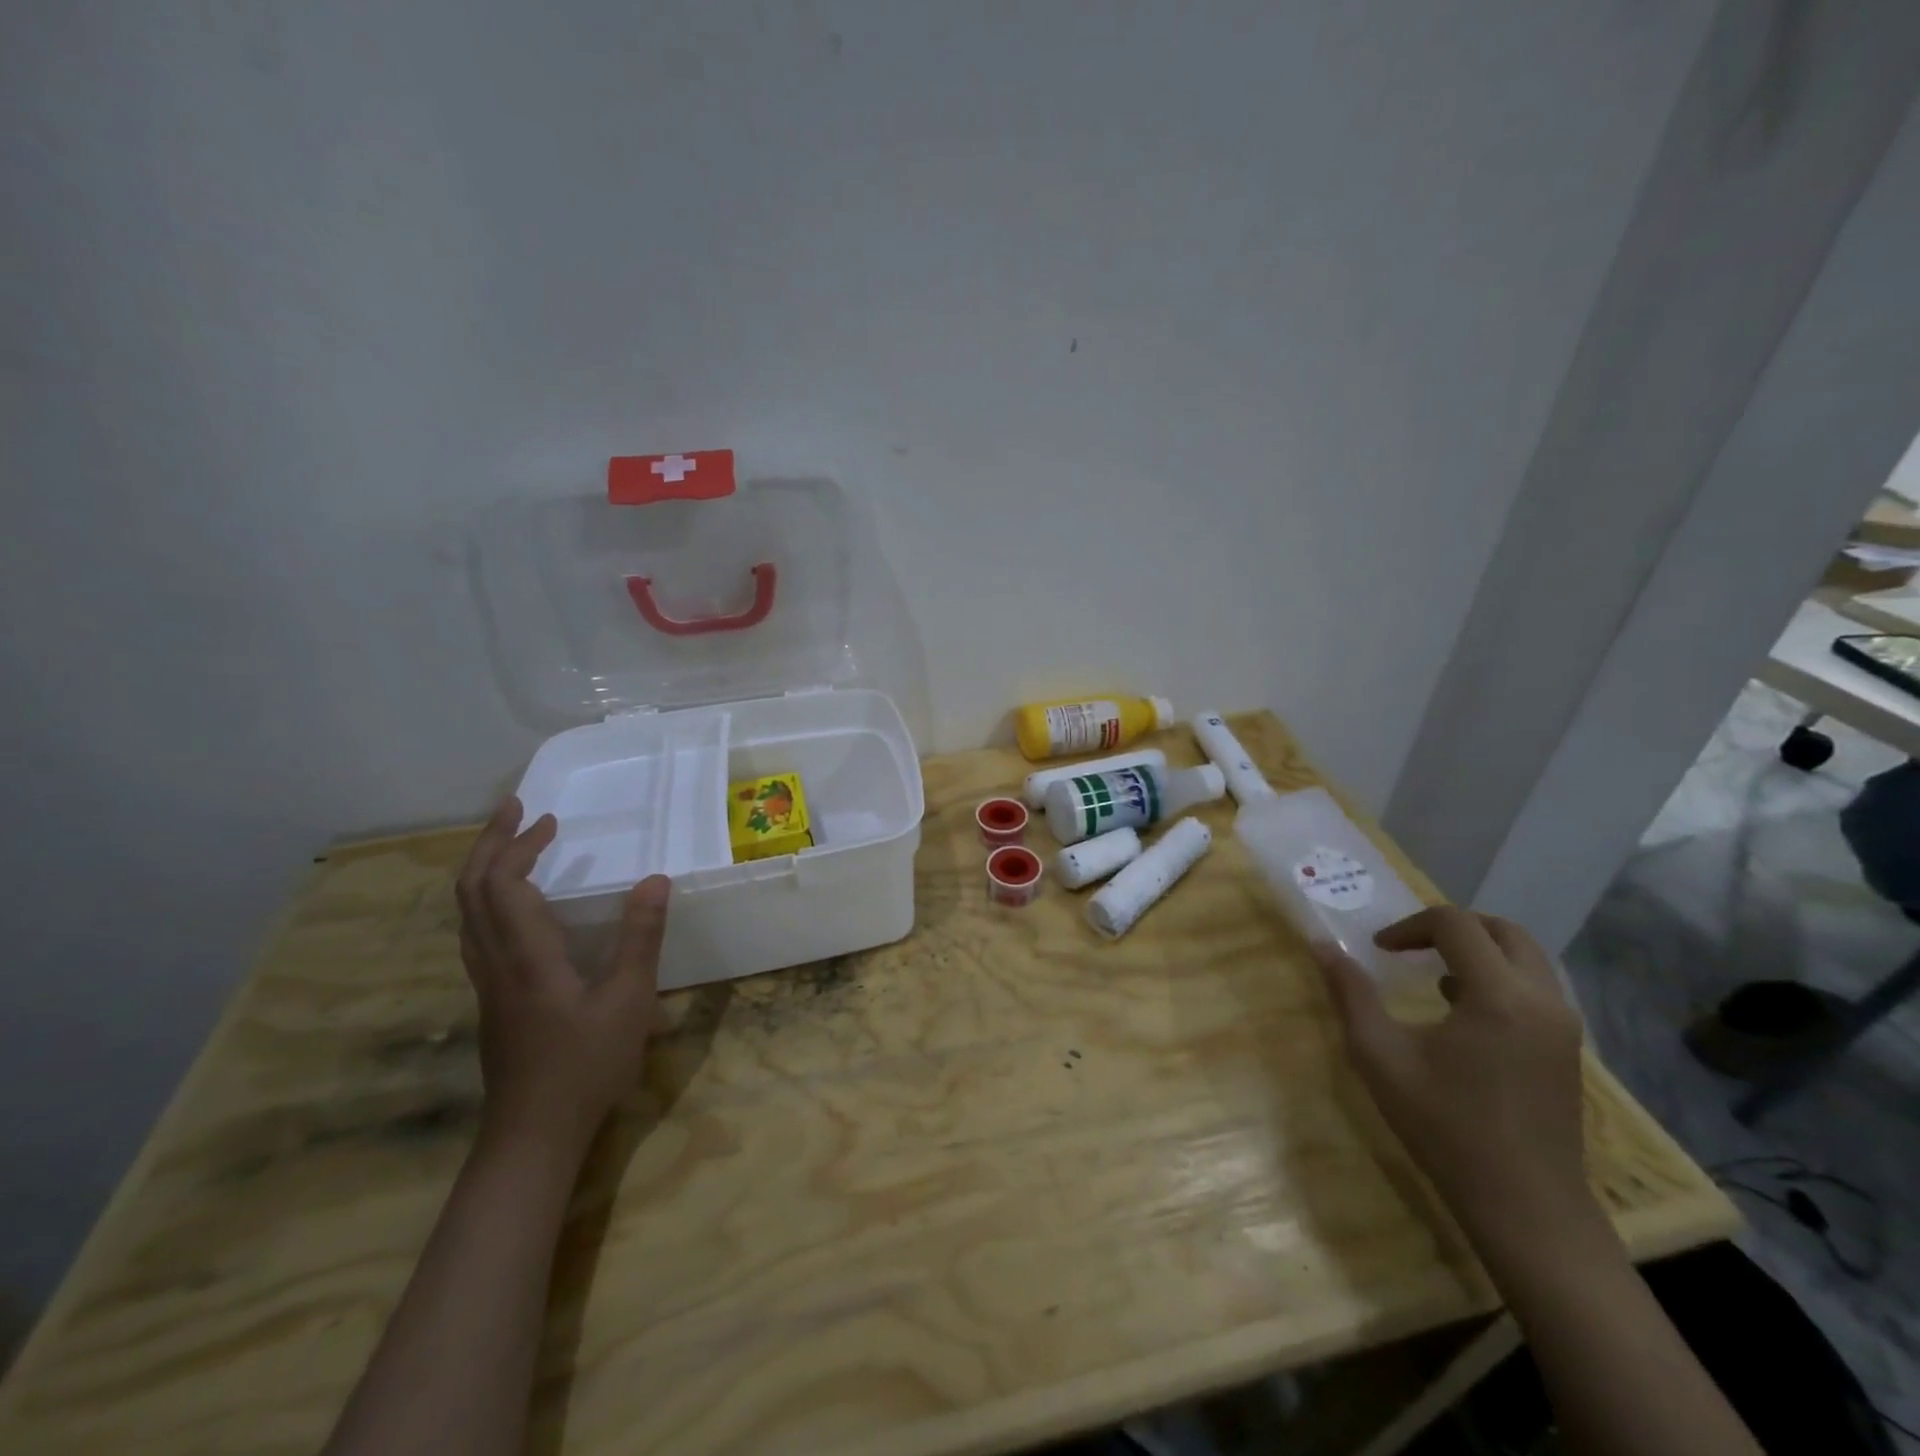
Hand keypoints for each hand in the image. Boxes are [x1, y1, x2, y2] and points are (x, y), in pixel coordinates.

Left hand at [455, 798, 669, 1156]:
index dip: (517, 846)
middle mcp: (495, 963)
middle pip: (471, 892)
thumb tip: (656, 879)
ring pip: (467, 914)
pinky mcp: (493, 1001)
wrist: (533, 1136)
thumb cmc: (586, 1066)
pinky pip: (477, 933)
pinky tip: (517, 906)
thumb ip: (641, 938)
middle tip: (516, 811)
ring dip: (485, 870)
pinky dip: (489, 900)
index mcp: (526, 957)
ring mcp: (487, 984)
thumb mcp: (629, 1000)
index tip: (545, 818)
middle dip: (490, 844)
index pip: (502, 885)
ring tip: (513, 846)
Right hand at [1314, 907, 1594, 1249]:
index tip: (1378, 950)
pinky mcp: (1568, 1049)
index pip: (1455, 924)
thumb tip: (1321, 945)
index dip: (1409, 926)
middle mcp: (1543, 999)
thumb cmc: (1445, 1127)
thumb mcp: (1380, 1055)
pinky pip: (1536, 988)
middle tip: (1408, 949)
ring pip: (1525, 957)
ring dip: (1477, 951)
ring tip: (1432, 977)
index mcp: (1498, 995)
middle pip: (1502, 930)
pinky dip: (1498, 978)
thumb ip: (1351, 993)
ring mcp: (1564, 1026)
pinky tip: (1461, 1012)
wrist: (1526, 1208)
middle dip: (1449, 928)